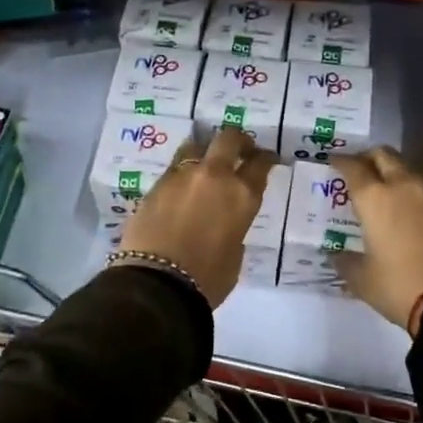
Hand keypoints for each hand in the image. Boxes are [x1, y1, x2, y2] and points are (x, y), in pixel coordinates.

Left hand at [115, 129, 276, 306]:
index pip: (260, 164)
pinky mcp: (155, 185)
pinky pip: (174, 169)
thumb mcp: (235, 255)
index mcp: (242, 195)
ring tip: (205, 164)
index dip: (266, 158)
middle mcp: (214, 176)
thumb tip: (225, 223)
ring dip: (205, 151)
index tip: (267, 158)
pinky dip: (182, 174)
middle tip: (240, 149)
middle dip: (238, 141)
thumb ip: (234, 229)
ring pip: (196, 146)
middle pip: (228, 139)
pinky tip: (182, 188)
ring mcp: (181, 176)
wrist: (157, 283)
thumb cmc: (207, 278)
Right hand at [332, 147, 422, 330]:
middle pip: (386, 156)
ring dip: (396, 172)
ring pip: (411, 170)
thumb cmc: (400, 287)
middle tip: (360, 168)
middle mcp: (405, 188)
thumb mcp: (362, 280)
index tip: (333, 161)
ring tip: (387, 188)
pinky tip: (412, 212)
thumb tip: (337, 255)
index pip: (354, 168)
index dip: (341, 161)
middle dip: (370, 157)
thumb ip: (346, 262)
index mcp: (376, 199)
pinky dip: (416, 194)